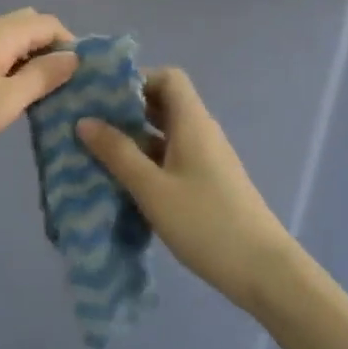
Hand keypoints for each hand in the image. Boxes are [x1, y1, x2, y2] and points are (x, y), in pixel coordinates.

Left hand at [0, 9, 77, 169]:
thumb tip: (73, 57)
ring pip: (7, 40)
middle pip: (28, 26)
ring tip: (35, 97)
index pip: (50, 23)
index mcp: (0, 32)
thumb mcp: (5, 101)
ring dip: (27, 61)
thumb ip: (42, 77)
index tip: (81, 79)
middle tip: (58, 88)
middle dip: (49, 51)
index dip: (71, 45)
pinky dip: (5, 67)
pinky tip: (3, 97)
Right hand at [77, 68, 295, 310]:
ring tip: (94, 152)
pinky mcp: (206, 183)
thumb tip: (84, 120)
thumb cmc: (205, 223)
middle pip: (164, 103)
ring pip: (165, 134)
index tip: (102, 97)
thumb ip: (118, 153)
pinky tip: (122, 181)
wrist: (262, 271)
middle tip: (88, 123)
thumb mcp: (152, 188)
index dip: (136, 79)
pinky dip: (146, 161)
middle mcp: (201, 133)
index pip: (168, 77)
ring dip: (133, 138)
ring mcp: (206, 159)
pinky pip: (171, 158)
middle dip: (126, 109)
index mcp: (192, 123)